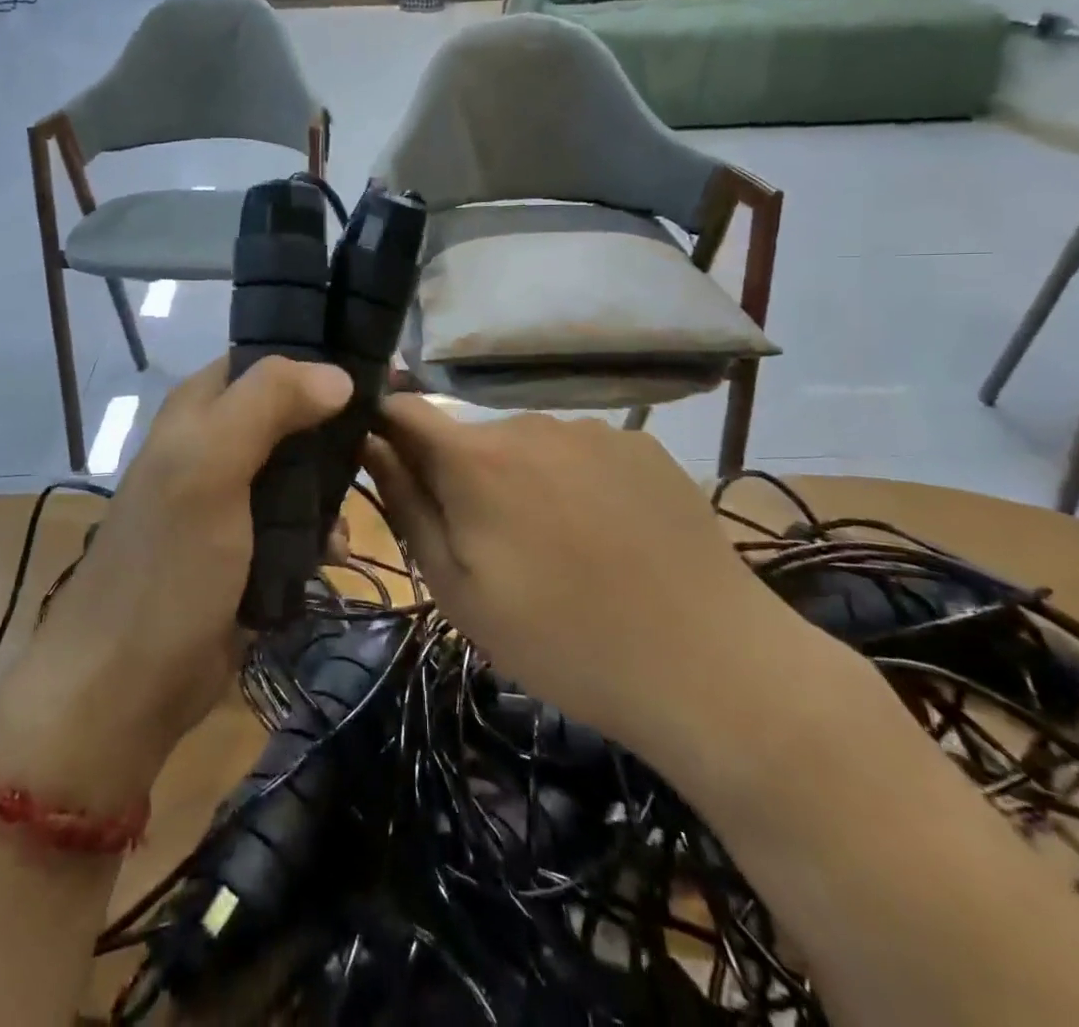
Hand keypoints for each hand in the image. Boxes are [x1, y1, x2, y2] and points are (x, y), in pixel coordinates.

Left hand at [0, 358, 351, 807]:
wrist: (128, 686)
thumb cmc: (167, 565)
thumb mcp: (208, 468)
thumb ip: (266, 405)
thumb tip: (339, 373)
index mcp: (198, 410)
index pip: (265, 360)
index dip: (317, 362)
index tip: (376, 377)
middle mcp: (214, 445)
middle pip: (290, 415)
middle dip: (334, 431)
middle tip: (380, 443)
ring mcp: (231, 500)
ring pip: (299, 470)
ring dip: (331, 488)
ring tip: (357, 507)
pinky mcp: (246, 549)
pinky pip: (296, 523)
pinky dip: (319, 531)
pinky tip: (335, 551)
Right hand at [365, 401, 824, 774]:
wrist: (708, 666)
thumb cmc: (561, 640)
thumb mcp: (458, 591)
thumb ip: (407, 507)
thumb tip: (370, 445)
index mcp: (474, 460)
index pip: (404, 411)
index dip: (385, 428)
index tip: (389, 465)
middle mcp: (528, 423)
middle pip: (470, 437)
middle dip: (465, 476)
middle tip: (494, 547)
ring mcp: (590, 429)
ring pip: (529, 446)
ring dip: (525, 481)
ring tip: (562, 548)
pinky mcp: (640, 444)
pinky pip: (583, 452)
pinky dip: (578, 482)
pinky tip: (611, 536)